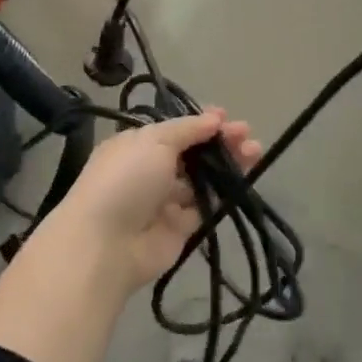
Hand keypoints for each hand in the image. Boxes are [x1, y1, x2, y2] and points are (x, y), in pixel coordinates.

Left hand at [42, 109, 262, 289]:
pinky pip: (205, 206)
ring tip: (254, 152)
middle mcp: (150, 170)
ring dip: (227, 164)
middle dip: (219, 141)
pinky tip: (243, 179)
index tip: (225, 117)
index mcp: (137, 145)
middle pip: (192, 153)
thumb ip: (187, 129)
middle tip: (247, 134)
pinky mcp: (181, 228)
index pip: (174, 130)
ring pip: (202, 178)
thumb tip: (214, 119)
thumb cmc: (126, 179)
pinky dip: (223, 193)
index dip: (200, 123)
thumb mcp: (154, 141)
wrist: (107, 244)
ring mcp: (165, 200)